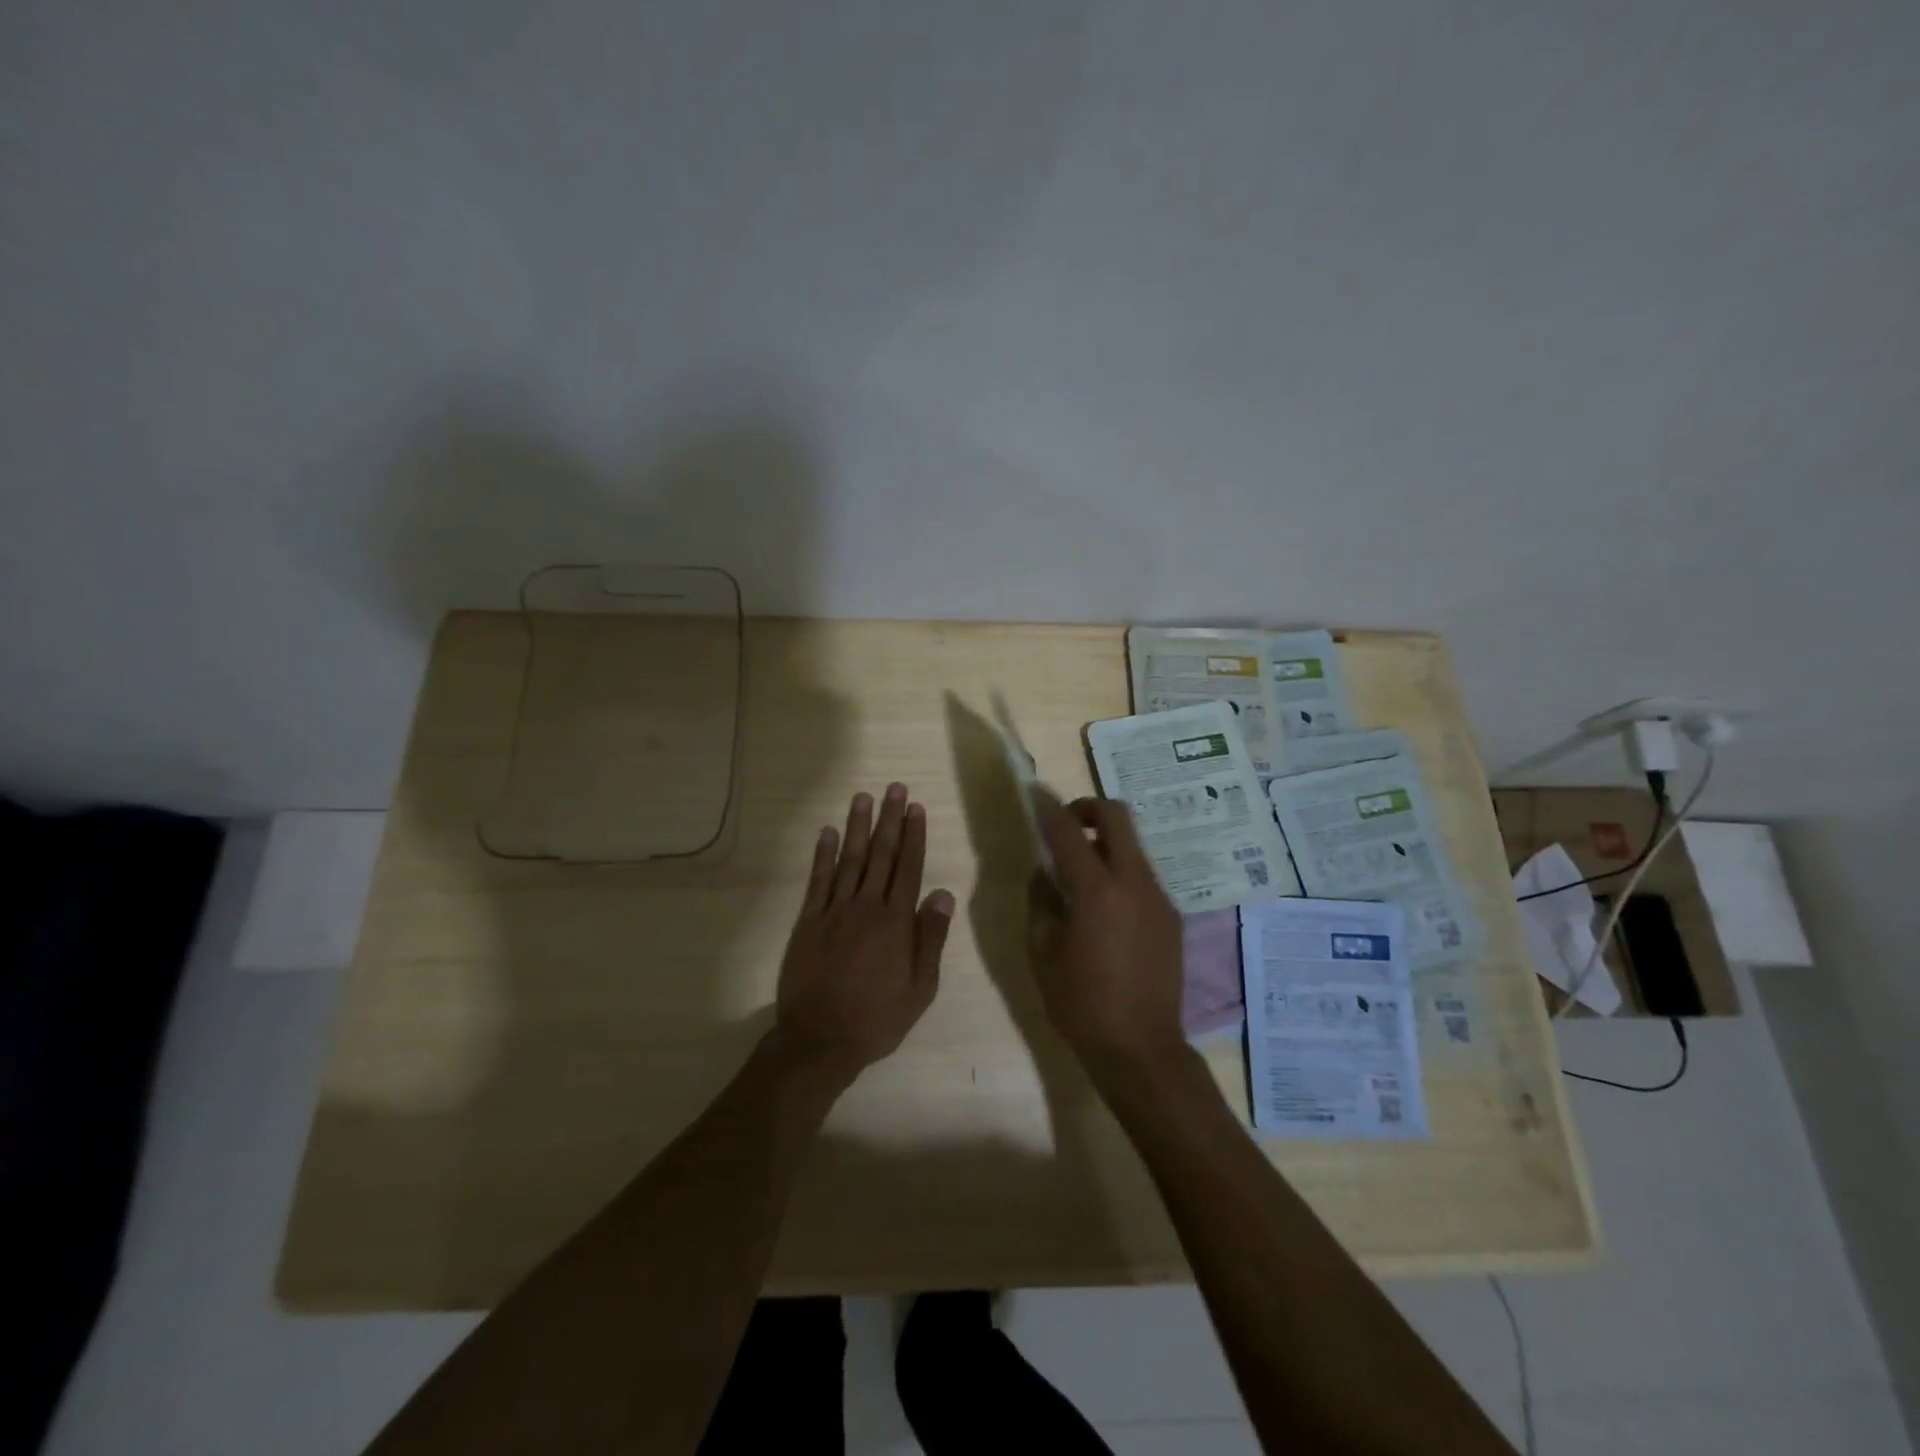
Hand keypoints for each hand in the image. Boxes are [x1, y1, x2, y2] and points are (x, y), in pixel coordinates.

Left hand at [773, 784, 955, 1083]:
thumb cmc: (877, 1018)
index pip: (908, 868)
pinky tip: (827, 833)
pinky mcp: (808, 921)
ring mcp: (833, 911)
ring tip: (863, 798)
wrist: (820, 1040)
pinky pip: (817, 881)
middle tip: (894, 789)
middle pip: (881, 855)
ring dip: (857, 827)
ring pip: (849, 860)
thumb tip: (942, 893)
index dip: (913, 836)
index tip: (916, 808)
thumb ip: (930, 938)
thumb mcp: (920, 987)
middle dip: (889, 820)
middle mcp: (865, 907)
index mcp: (895, 922)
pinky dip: (822, 855)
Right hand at [1028, 789, 1185, 1079]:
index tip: (1034, 792)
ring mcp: (1158, 898)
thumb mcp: (1043, 951)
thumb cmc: (1081, 1003)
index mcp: (1097, 891)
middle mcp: (1134, 883)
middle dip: (1088, 808)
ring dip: (1105, 844)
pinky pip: (1141, 877)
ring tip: (1080, 875)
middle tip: (1064, 824)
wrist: (1142, 1049)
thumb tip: (1044, 874)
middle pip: (1117, 817)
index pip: (1068, 832)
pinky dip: (1119, 873)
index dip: (1048, 807)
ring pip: (1132, 847)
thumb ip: (1041, 901)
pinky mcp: (1171, 917)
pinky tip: (1104, 910)